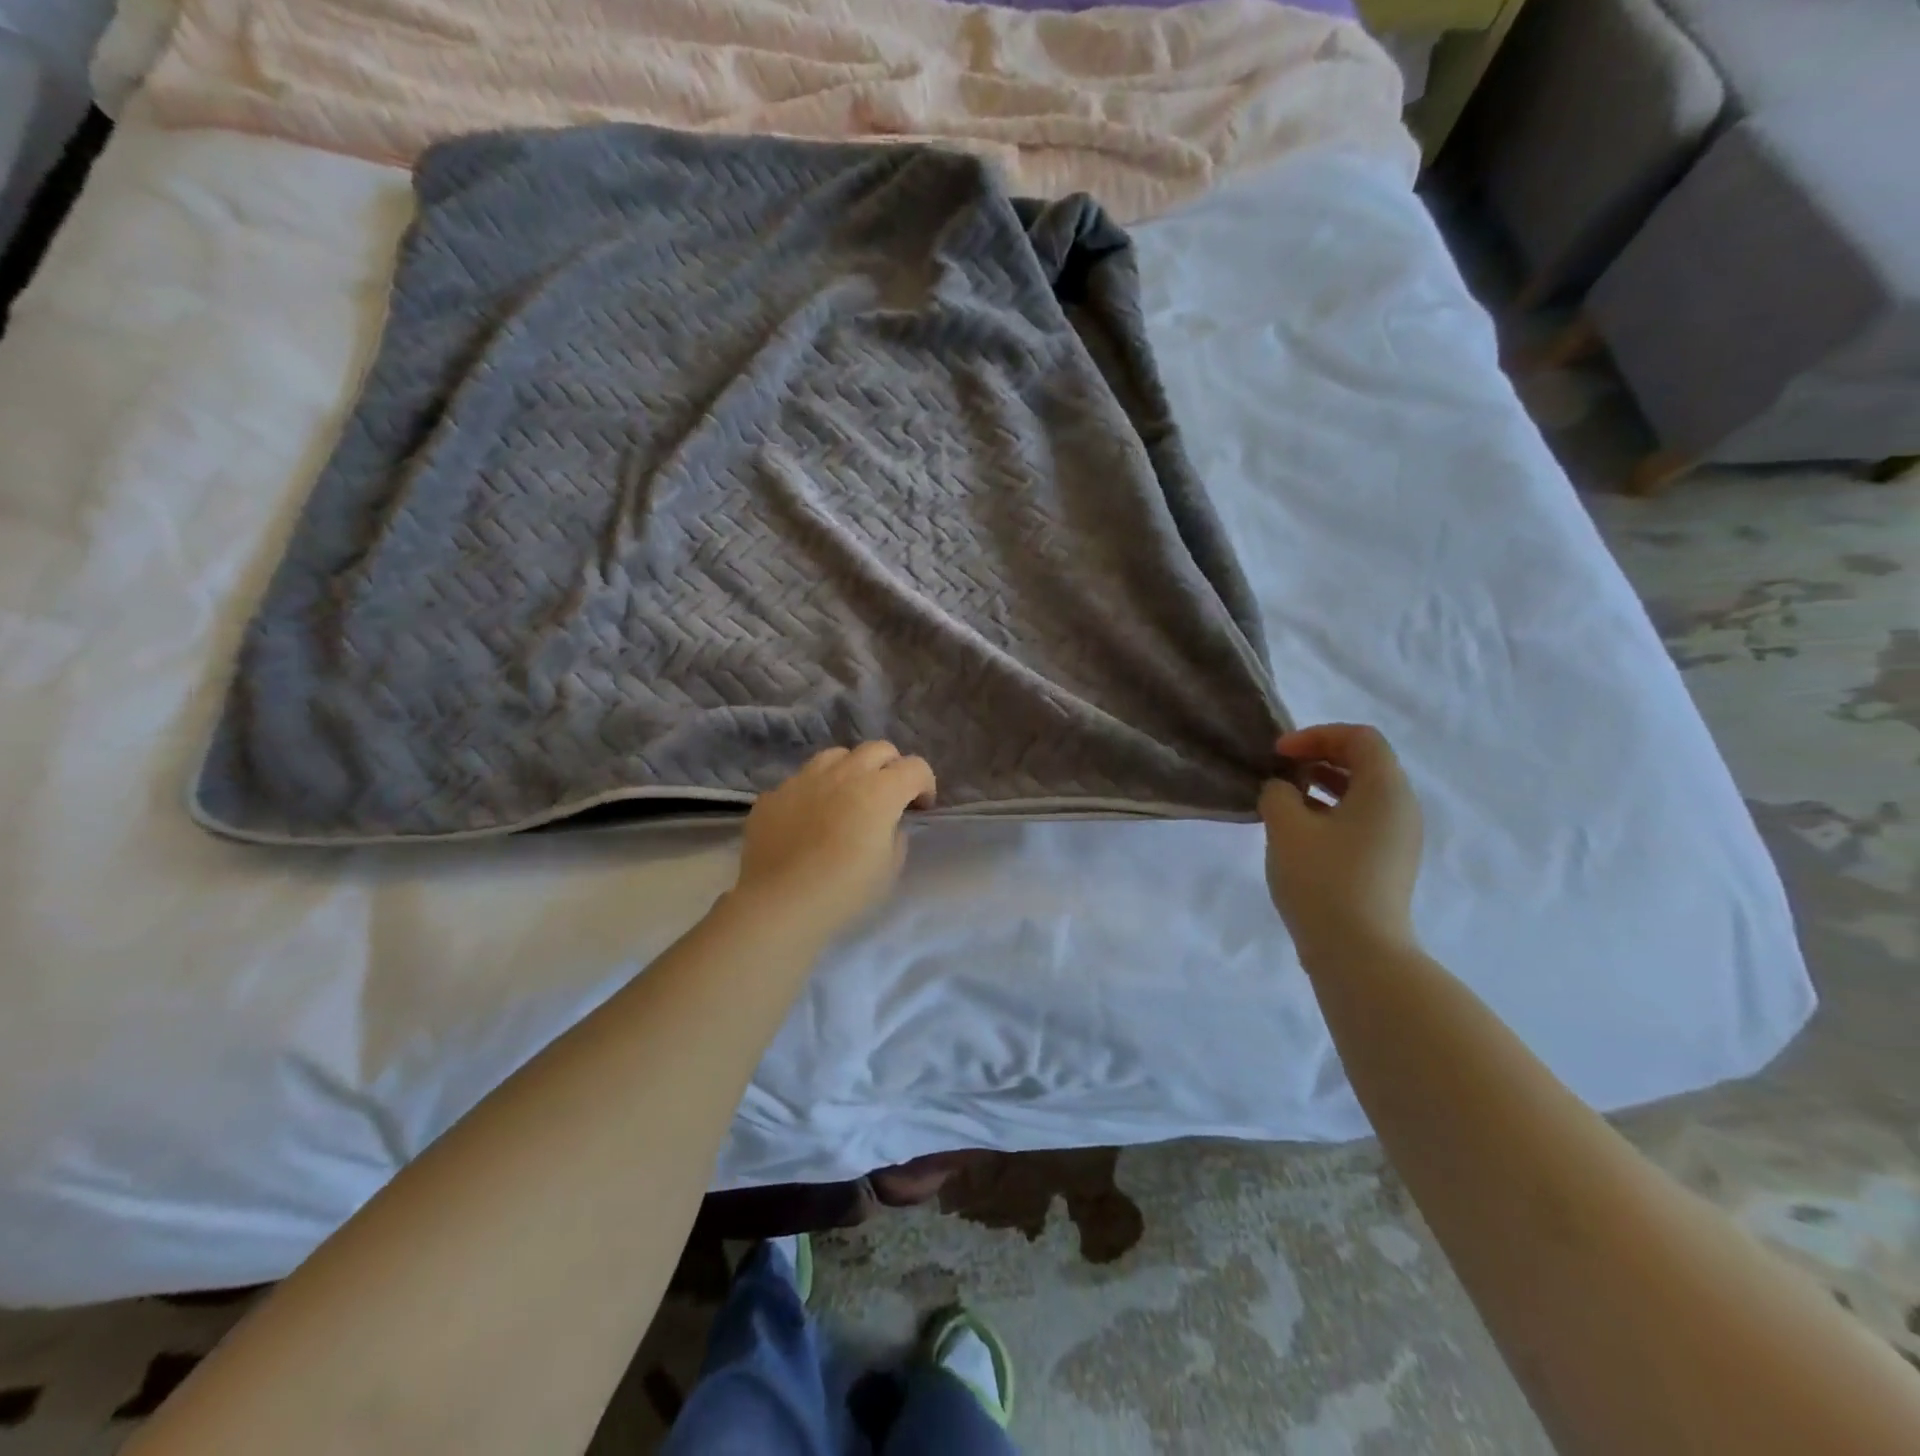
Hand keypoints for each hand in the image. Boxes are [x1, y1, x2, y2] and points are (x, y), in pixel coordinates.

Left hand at [733, 742, 935, 943]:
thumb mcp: (889, 869)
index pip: (915, 767)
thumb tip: (887, 823)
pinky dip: (815, 791)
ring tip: (847, 797)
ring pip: (837, 755)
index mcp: (880, 791)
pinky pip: (802, 779)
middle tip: (888, 796)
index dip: (925, 784)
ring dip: (852, 769)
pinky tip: (809, 818)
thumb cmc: (844, 892)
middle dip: (891, 767)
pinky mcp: (774, 794)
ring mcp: (804, 779)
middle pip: (878, 749)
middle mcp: (844, 774)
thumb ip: (896, 836)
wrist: (779, 905)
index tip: (920, 808)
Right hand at [1258, 723, 1422, 963]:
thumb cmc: (1323, 879)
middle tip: (1280, 770)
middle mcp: (1402, 808)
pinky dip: (1331, 811)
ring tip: (1284, 798)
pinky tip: (1299, 830)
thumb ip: (1278, 793)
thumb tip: (1283, 790)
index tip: (1279, 754)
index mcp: (1386, 790)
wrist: (1359, 953)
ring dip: (1323, 785)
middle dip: (1319, 757)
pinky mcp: (1388, 863)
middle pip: (1365, 763)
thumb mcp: (1287, 827)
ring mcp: (1399, 839)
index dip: (1316, 736)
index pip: (1360, 738)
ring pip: (1362, 793)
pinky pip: (1362, 820)